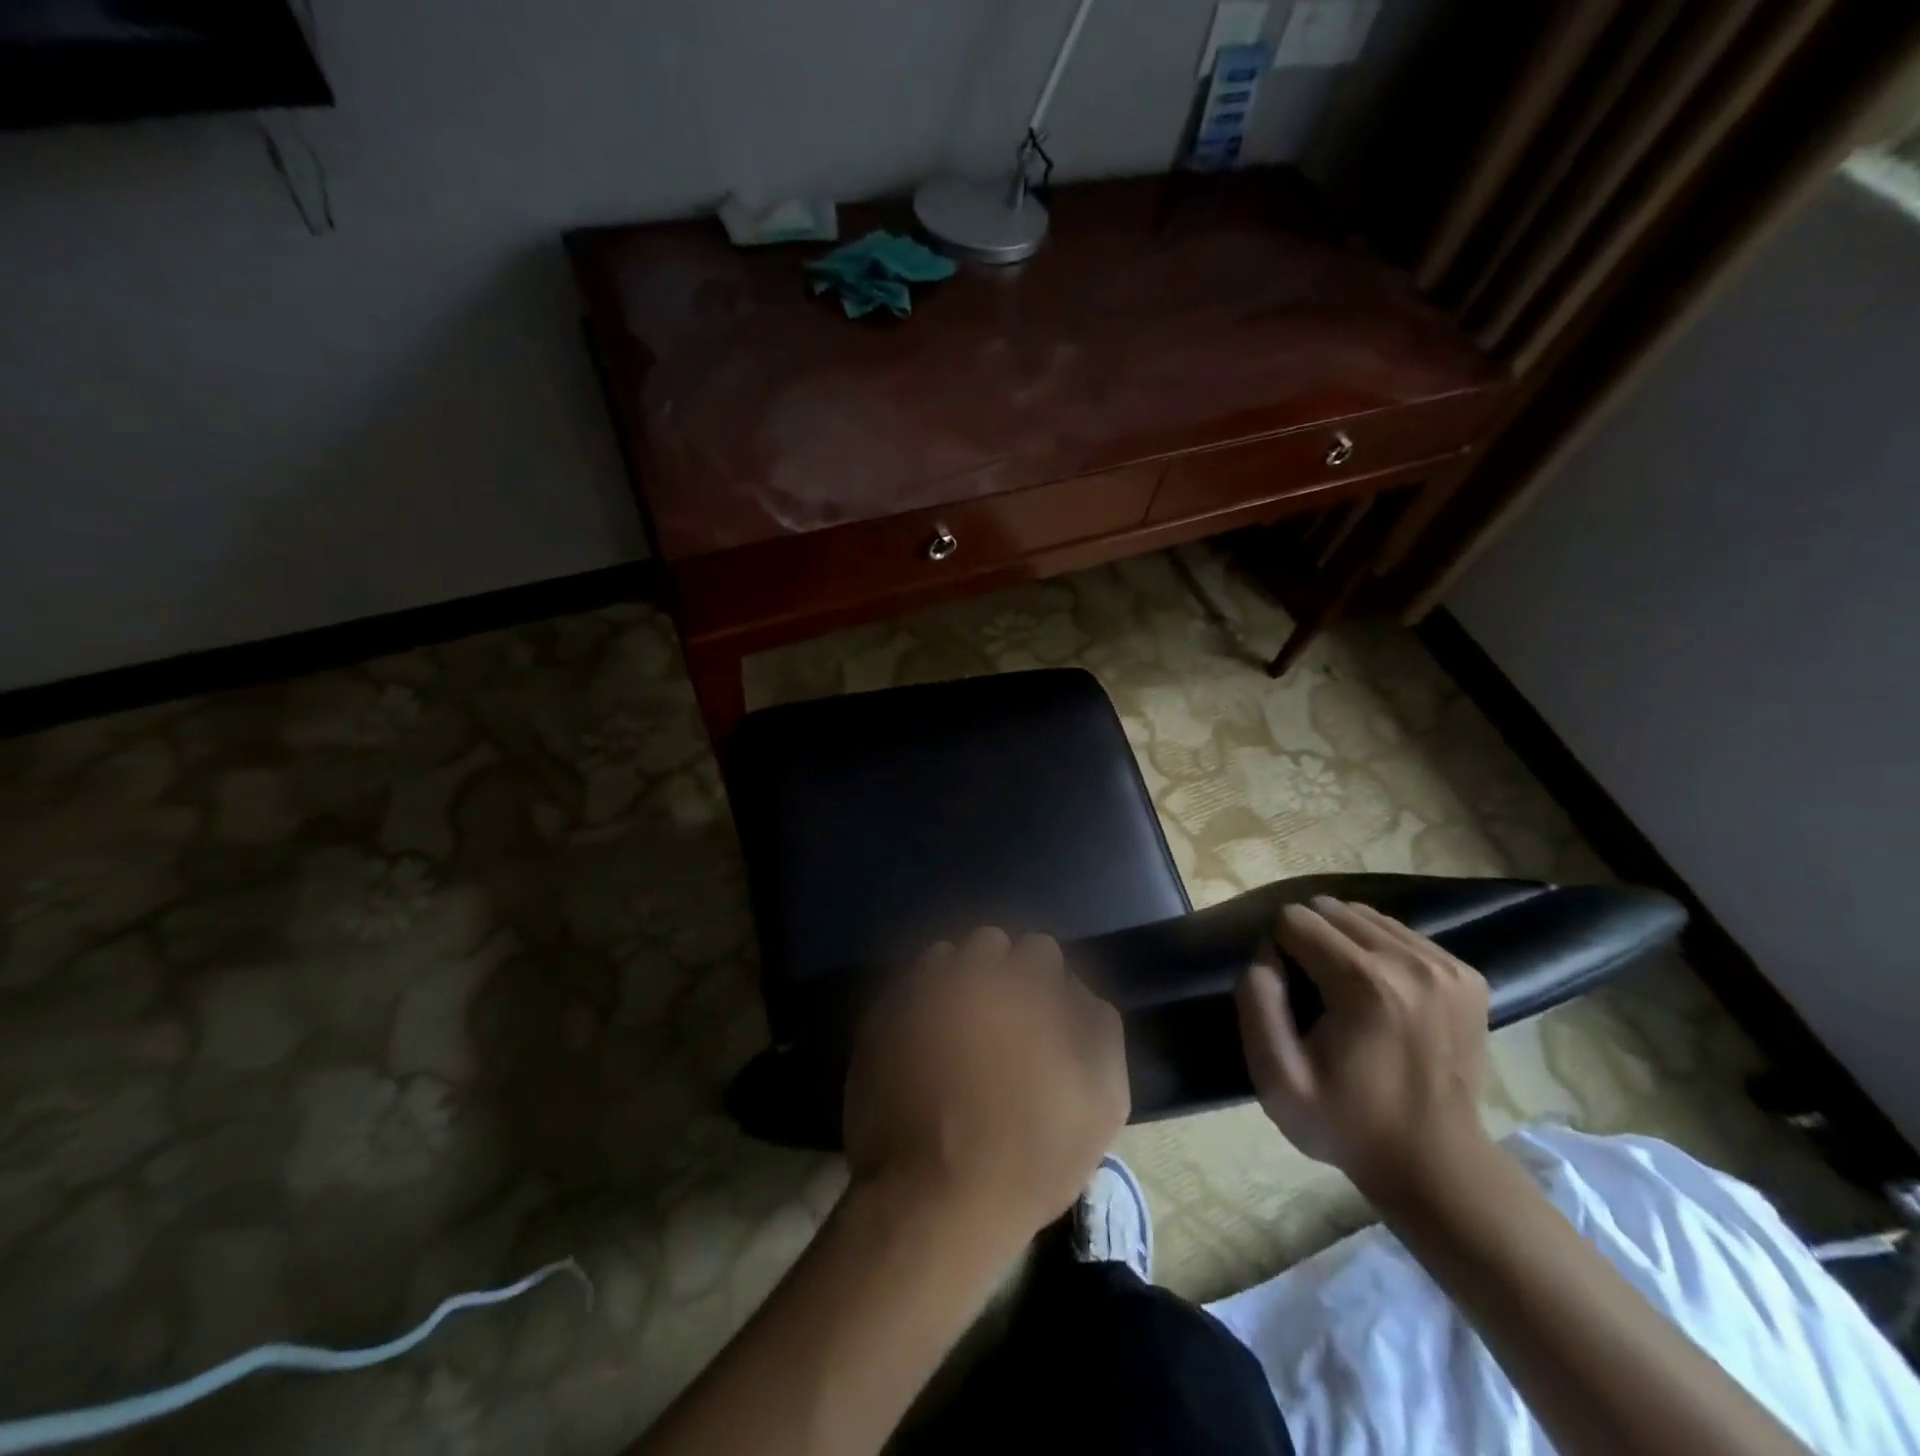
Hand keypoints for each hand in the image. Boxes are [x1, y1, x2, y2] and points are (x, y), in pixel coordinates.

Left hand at [843, 927, 1129, 1240]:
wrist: (935, 1199)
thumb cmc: (1031, 1153)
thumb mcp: (1102, 1098)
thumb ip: (1099, 1025)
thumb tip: (1075, 989)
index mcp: (1025, 983)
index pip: (1040, 949)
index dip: (1045, 983)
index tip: (1042, 1018)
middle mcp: (968, 971)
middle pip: (990, 945)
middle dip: (1001, 973)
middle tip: (1003, 1023)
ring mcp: (918, 990)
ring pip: (945, 959)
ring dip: (958, 982)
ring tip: (960, 1031)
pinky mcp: (881, 1017)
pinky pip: (907, 990)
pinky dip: (920, 1006)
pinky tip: (924, 1046)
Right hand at [1234, 896, 1491, 1204]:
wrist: (1437, 1165)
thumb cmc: (1346, 1123)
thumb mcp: (1276, 1077)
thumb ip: (1256, 1002)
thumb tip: (1266, 952)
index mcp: (1365, 983)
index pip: (1295, 919)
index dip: (1278, 949)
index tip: (1288, 993)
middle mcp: (1411, 962)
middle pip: (1331, 909)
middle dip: (1309, 938)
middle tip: (1313, 990)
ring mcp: (1446, 967)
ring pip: (1366, 916)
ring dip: (1344, 941)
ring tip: (1345, 989)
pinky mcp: (1467, 976)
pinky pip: (1401, 934)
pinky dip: (1379, 951)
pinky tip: (1380, 992)